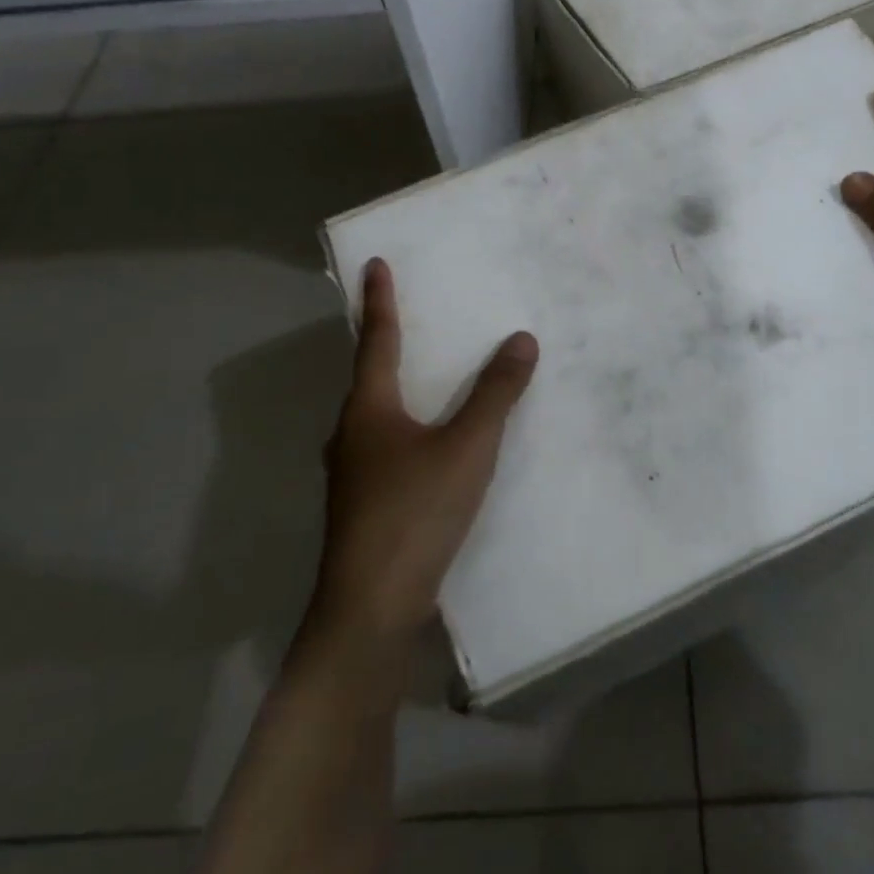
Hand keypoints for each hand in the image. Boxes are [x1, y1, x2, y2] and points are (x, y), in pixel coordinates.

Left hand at [309, 258, 538, 645]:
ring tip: (430, 378)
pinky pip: (389, 448)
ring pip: (378, 417)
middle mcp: (351, 435)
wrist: (370, 610)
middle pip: (369, 377)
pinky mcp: (365, 507)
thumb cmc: (415, 513)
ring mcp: (354, 474)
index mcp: (368, 410)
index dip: (380, 300)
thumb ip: (496, 394)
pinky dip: (410, 429)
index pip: (377, 340)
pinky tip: (434, 447)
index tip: (375, 263)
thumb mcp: (467, 447)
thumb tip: (521, 340)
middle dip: (388, 344)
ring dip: (400, 390)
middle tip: (415, 319)